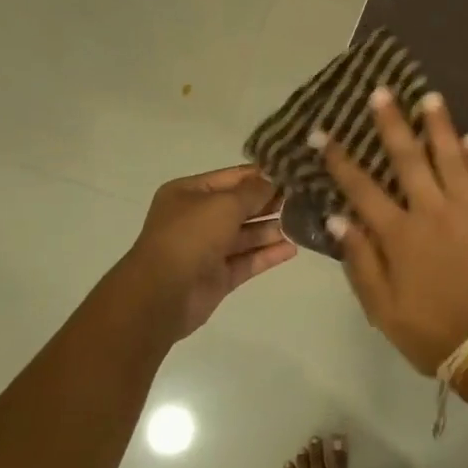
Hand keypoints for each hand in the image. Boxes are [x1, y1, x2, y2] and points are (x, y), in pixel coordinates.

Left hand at [120, 166, 296, 338]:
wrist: (162, 293)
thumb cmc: (190, 236)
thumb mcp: (224, 204)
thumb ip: (253, 192)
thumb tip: (274, 181)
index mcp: (189, 193)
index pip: (232, 178)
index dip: (261, 175)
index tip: (293, 174)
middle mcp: (197, 218)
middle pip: (241, 206)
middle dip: (270, 203)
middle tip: (305, 198)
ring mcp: (208, 249)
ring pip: (246, 235)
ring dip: (273, 229)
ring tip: (304, 222)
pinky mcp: (219, 276)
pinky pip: (248, 260)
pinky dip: (268, 254)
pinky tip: (293, 248)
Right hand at [319, 89, 467, 373]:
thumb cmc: (430, 331)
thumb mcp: (382, 307)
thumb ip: (360, 260)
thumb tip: (337, 218)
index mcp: (400, 234)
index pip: (362, 188)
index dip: (339, 159)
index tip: (323, 133)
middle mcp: (433, 212)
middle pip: (408, 158)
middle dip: (392, 123)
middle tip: (382, 91)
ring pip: (452, 157)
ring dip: (439, 125)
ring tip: (430, 97)